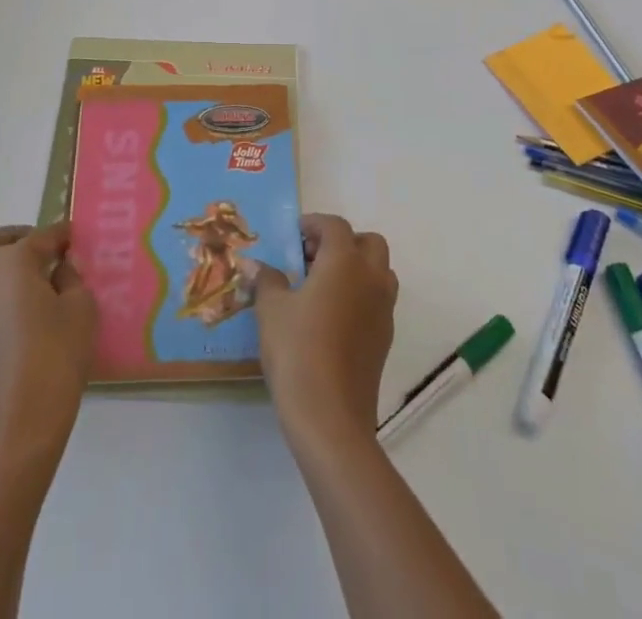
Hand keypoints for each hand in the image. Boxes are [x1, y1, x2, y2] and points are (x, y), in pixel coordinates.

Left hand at [0, 223, 96, 472]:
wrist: (15, 430)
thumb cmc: (55, 360)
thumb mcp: (81, 310)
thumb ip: (71, 278)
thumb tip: (59, 267)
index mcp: (12, 261)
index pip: (40, 237)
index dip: (60, 236)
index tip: (73, 237)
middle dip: (11, 240)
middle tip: (37, 254)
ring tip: (17, 283)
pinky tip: (5, 315)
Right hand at [255, 214, 398, 456]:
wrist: (330, 418)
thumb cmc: (297, 351)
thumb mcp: (271, 310)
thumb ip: (267, 280)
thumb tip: (255, 265)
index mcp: (344, 261)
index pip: (335, 226)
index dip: (314, 224)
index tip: (295, 234)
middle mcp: (371, 278)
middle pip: (369, 243)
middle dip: (343, 242)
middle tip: (313, 256)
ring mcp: (383, 310)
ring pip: (380, 272)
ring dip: (357, 268)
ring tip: (323, 285)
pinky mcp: (386, 339)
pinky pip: (378, 301)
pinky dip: (360, 295)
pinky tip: (332, 317)